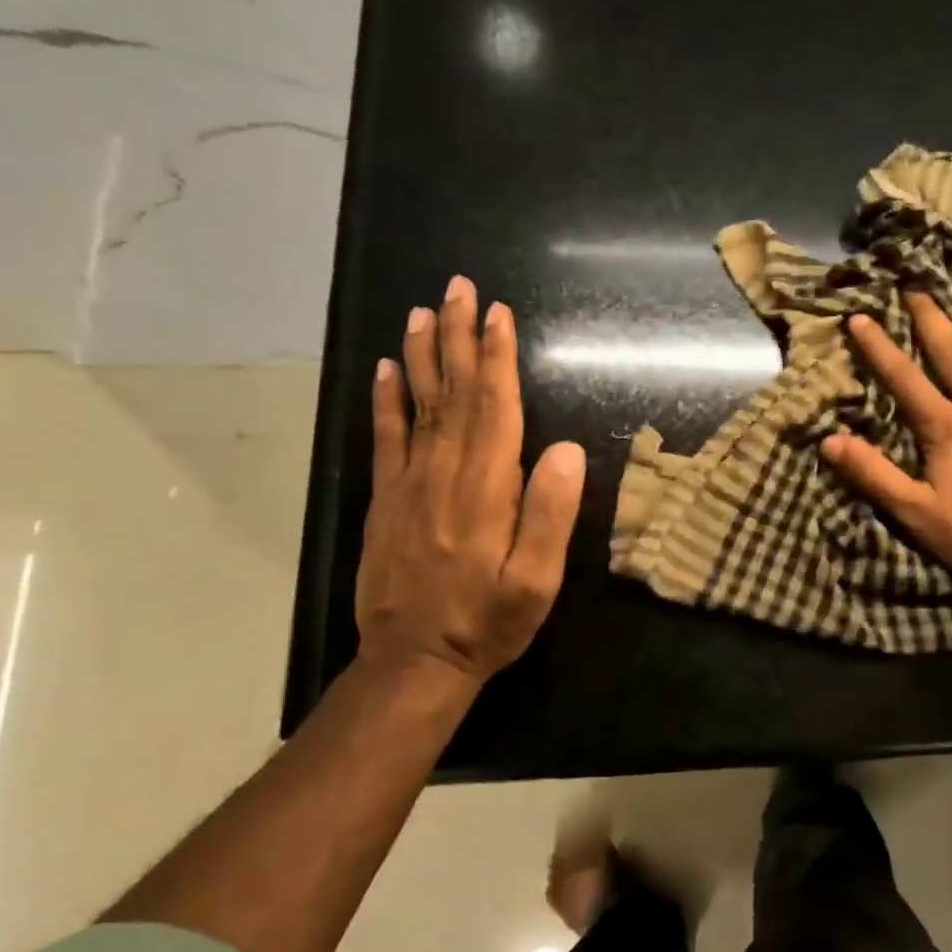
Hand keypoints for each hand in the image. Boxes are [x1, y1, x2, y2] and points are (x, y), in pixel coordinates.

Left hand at [356, 276, 585, 691]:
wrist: (414, 662)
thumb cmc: (487, 621)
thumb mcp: (536, 580)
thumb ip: (550, 514)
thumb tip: (565, 450)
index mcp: (486, 489)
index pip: (495, 408)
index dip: (497, 358)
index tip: (499, 314)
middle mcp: (444, 474)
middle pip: (453, 393)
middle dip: (459, 337)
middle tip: (459, 289)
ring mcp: (409, 484)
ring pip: (418, 404)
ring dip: (422, 355)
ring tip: (424, 311)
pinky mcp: (387, 500)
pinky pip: (386, 438)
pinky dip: (386, 399)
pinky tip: (386, 369)